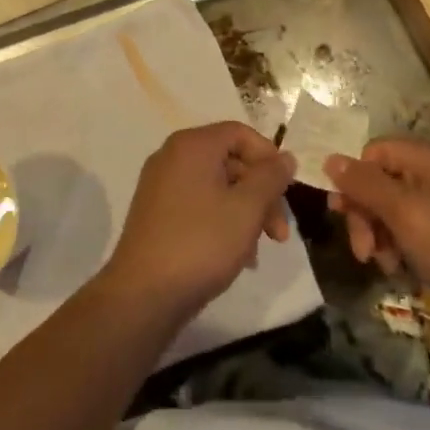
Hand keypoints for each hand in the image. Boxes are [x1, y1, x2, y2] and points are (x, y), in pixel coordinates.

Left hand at [98, 122, 295, 324]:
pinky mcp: (156, 213)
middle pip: (230, 160)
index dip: (269, 157)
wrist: (143, 295)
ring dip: (245, 212)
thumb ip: (270, 178)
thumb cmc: (201, 243)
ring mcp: (161, 185)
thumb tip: (285, 157)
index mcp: (192, 145)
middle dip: (261, 193)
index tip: (287, 190)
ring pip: (217, 186)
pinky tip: (237, 255)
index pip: (240, 133)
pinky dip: (222, 221)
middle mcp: (173, 156)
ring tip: (259, 250)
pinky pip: (199, 205)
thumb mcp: (247, 209)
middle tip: (280, 232)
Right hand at [324, 136, 429, 331]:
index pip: (376, 151)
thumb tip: (330, 158)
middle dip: (365, 213)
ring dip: (381, 235)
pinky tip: (401, 271)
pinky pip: (416, 232)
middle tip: (362, 252)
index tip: (341, 212)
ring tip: (384, 266)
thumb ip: (365, 185)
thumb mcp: (405, 214)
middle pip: (384, 181)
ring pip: (396, 210)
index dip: (355, 178)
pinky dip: (401, 248)